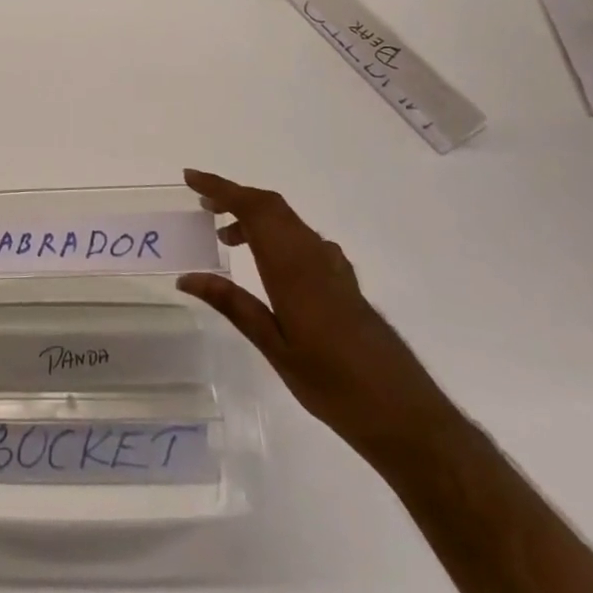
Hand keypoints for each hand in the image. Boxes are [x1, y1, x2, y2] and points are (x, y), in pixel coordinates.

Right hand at [177, 169, 456, 456]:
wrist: (405, 414)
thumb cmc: (333, 385)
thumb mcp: (274, 348)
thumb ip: (233, 305)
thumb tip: (187, 277)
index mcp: (292, 269)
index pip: (253, 210)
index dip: (221, 188)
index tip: (191, 178)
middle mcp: (314, 256)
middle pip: (271, 206)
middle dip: (234, 197)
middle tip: (201, 206)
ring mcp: (333, 267)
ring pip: (288, 221)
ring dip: (255, 217)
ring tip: (225, 238)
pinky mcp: (344, 281)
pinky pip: (303, 239)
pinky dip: (276, 235)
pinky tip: (268, 264)